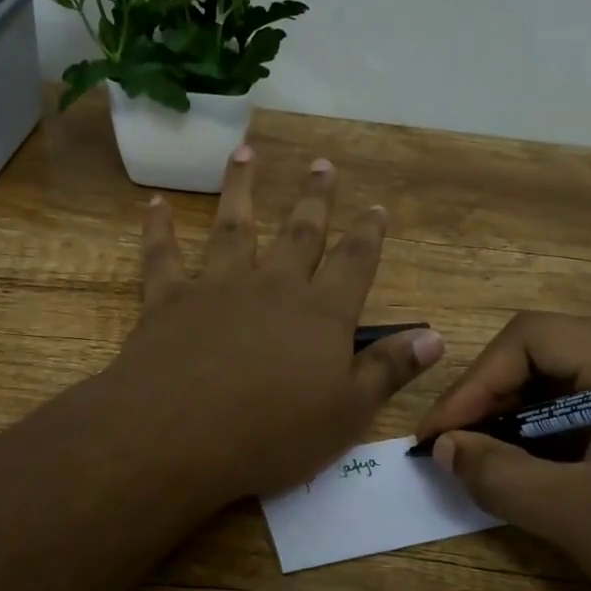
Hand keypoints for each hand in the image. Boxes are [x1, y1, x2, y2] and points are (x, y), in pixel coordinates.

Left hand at [109, 146, 444, 505]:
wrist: (178, 436)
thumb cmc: (272, 435)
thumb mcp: (347, 414)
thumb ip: (389, 370)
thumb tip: (435, 336)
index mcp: (320, 313)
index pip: (354, 263)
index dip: (368, 234)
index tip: (376, 207)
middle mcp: (272, 286)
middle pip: (299, 233)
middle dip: (315, 198)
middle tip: (322, 164)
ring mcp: (218, 287)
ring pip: (233, 227)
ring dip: (241, 189)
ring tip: (245, 154)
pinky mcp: (168, 299)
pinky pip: (163, 255)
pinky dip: (159, 228)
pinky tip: (155, 205)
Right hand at [412, 313, 590, 590]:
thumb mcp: (581, 519)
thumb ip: (500, 476)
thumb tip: (444, 448)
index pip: (530, 338)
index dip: (474, 382)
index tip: (440, 436)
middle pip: (548, 359)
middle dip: (492, 402)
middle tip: (455, 452)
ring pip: (571, 393)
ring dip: (520, 426)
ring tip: (487, 469)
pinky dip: (556, 446)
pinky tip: (539, 481)